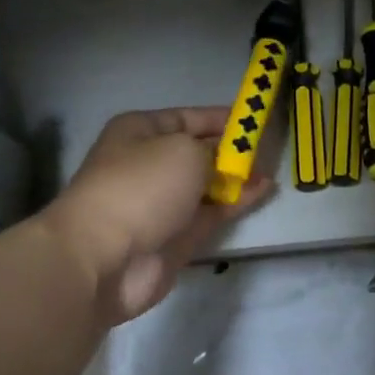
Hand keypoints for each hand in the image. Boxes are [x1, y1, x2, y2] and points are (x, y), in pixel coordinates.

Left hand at [46, 108, 272, 325]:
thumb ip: (215, 150)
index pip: (186, 117)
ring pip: (207, 184)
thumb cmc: (141, 187)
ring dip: (236, 177)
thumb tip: (229, 160)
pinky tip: (262, 191)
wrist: (104, 257)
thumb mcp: (184, 150)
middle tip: (267, 148)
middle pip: (197, 151)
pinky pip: (212, 211)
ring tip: (270, 171)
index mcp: (139, 132)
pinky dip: (236, 201)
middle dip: (231, 150)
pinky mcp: (176, 235)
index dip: (220, 118)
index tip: (254, 119)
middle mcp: (149, 164)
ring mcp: (162, 202)